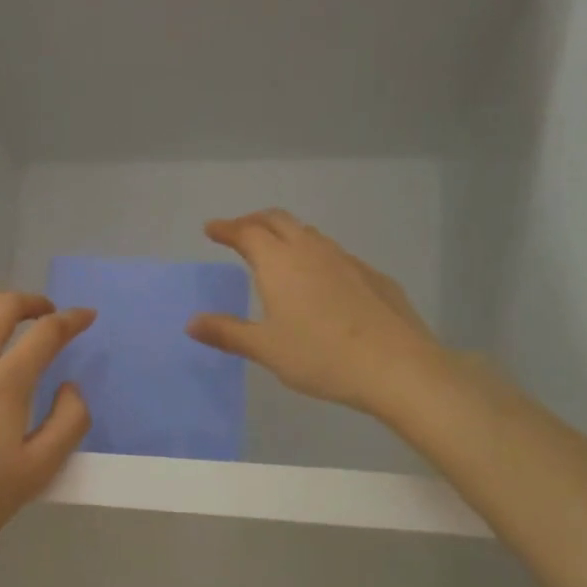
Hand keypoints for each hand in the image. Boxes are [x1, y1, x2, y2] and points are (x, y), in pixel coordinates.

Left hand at [0, 291, 94, 551]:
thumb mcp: (38, 471)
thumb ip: (69, 423)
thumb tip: (70, 386)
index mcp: (6, 380)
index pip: (48, 332)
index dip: (72, 319)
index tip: (85, 316)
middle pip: (4, 306)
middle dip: (32, 302)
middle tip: (44, 314)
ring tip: (0, 314)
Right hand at [187, 209, 442, 417]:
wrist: (395, 365)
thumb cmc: (320, 356)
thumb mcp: (266, 349)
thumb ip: (227, 333)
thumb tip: (191, 323)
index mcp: (280, 263)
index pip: (247, 233)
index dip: (227, 228)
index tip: (212, 229)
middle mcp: (311, 251)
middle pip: (278, 220)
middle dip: (254, 221)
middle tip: (239, 231)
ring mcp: (346, 260)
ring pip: (309, 234)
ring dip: (286, 235)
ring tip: (276, 251)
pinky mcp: (372, 276)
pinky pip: (334, 255)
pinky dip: (315, 255)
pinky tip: (319, 281)